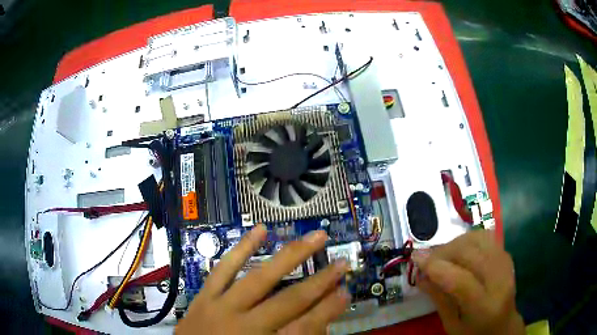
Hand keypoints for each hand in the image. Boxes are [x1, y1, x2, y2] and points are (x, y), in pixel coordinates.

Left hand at [176, 224, 350, 334]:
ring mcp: (221, 308)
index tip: (346, 292)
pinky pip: (223, 269)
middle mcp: (246, 325)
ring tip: (314, 237)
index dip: (329, 310)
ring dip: (290, 256)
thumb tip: (318, 319)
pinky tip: (259, 230)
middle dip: (320, 282)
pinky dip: (242, 248)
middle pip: (289, 301)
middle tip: (342, 262)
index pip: (307, 327)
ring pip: (259, 278)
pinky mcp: (204, 297)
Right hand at [412, 230, 524, 334]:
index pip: (461, 281)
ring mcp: (506, 265)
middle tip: (426, 258)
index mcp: (484, 308)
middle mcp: (500, 281)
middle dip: (444, 251)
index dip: (436, 267)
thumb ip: (438, 300)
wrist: (503, 325)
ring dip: (456, 242)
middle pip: (471, 254)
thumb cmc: (473, 332)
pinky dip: (468, 239)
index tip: (415, 258)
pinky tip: (460, 250)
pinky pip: (486, 237)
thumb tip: (420, 275)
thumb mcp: (451, 325)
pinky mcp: (507, 255)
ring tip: (442, 254)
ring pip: (479, 240)